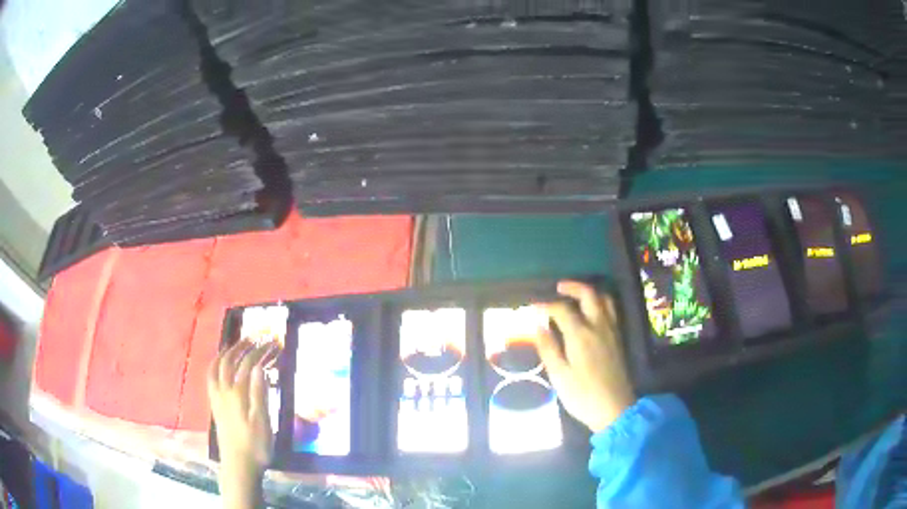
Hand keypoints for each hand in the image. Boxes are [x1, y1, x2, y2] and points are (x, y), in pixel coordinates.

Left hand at [208, 339, 278, 507]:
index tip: (272, 342)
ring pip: (216, 367)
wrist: (239, 465)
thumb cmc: (256, 445)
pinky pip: (211, 378)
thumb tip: (259, 366)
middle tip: (253, 338)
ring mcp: (217, 397)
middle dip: (241, 346)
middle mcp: (224, 391)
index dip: (261, 351)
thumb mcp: (263, 422)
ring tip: (235, 346)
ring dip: (226, 353)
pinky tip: (221, 367)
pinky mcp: (215, 405)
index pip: (249, 364)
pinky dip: (216, 365)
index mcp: (238, 394)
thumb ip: (259, 393)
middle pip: (229, 361)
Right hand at [534, 281, 635, 432]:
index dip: (546, 304)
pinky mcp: (618, 339)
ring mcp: (611, 331)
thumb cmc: (582, 395)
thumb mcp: (559, 375)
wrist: (614, 409)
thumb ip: (548, 348)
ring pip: (604, 299)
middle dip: (572, 287)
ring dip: (590, 292)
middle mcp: (598, 326)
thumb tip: (538, 325)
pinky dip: (600, 303)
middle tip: (558, 287)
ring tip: (577, 295)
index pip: (561, 309)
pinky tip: (592, 312)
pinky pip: (611, 310)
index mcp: (580, 335)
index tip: (533, 305)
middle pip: (588, 295)